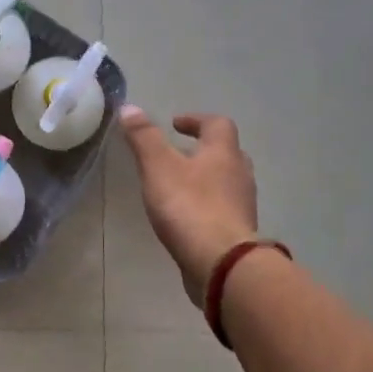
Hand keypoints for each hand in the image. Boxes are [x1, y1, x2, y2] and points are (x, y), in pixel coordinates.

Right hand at [119, 107, 259, 305]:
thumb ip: (144, 138)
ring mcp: (242, 206)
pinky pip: (224, 210)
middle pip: (228, 153)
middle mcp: (240, 175)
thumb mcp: (159, 167)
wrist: (221, 263)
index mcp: (223, 153)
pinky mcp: (238, 233)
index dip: (196, 120)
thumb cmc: (189, 207)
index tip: (175, 124)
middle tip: (180, 153)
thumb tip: (130, 108)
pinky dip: (208, 206)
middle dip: (205, 150)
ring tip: (180, 186)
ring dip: (208, 179)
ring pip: (228, 183)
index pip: (218, 124)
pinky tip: (188, 217)